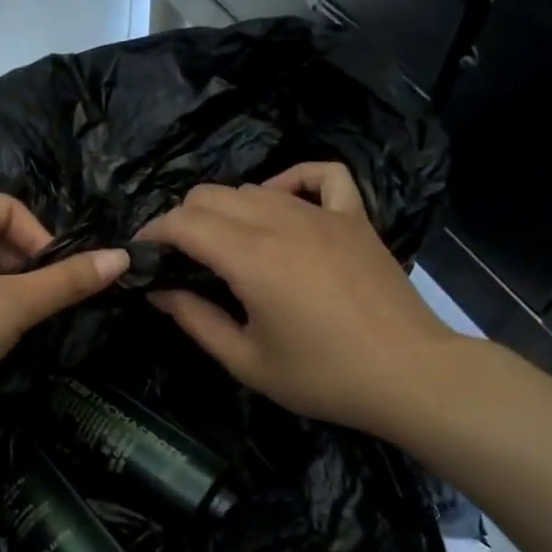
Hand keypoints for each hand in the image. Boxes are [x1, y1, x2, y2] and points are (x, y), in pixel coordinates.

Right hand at [136, 162, 464, 430]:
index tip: (141, 255)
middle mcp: (281, 221)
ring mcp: (322, 214)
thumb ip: (195, 319)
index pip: (183, 222)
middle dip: (182, 220)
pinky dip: (292, 180)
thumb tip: (158, 291)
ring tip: (222, 244)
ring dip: (225, 209)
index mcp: (250, 258)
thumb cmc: (322, 376)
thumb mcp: (246, 360)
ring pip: (254, 188)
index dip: (153, 234)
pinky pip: (321, 175)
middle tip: (178, 258)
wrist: (409, 375)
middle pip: (211, 196)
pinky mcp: (354, 217)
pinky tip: (281, 202)